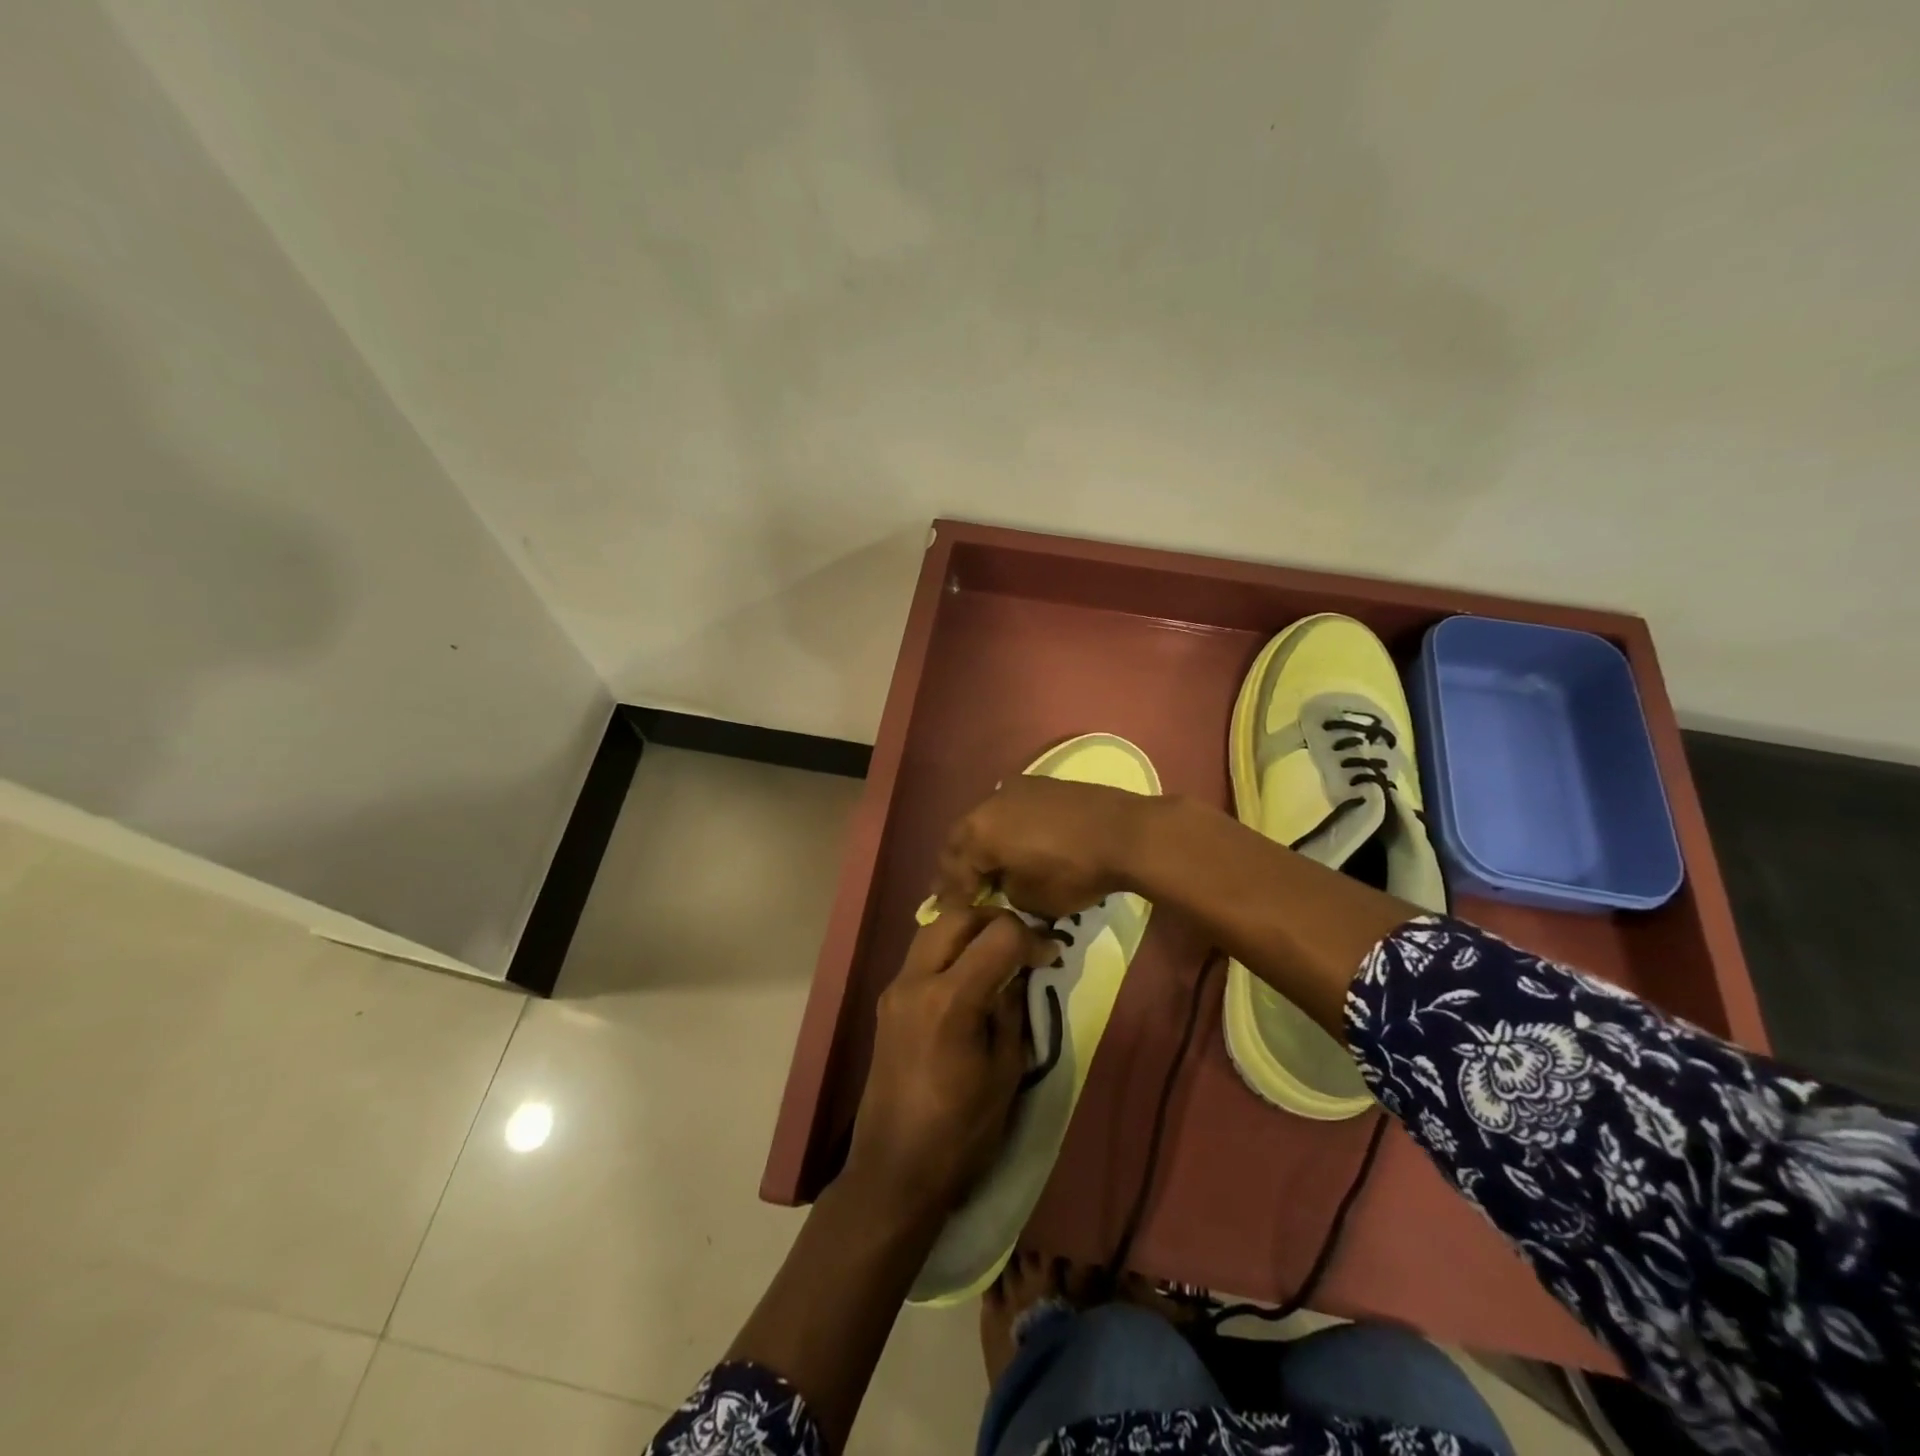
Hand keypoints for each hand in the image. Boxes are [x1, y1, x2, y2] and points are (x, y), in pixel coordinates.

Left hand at [844, 908, 1053, 1217]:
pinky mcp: (888, 1000)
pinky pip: (922, 953)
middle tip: (1023, 946)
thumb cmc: (961, 1133)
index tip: (1052, 956)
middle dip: (997, 920)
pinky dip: (950, 948)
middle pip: (959, 914)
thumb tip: (1021, 971)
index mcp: (949, 1000)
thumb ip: (1013, 1010)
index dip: (1033, 939)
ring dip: (970, 929)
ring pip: (935, 927)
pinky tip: (971, 974)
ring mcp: (896, 987)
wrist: (894, 1171)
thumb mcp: (1005, 1072)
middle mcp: (916, 980)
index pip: (999, 935)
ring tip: (998, 955)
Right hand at [934, 775, 1159, 919]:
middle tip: (960, 889)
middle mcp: (988, 804)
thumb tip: (1003, 883)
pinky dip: (1004, 829)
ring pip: (984, 820)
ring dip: (981, 843)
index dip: (952, 896)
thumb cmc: (1073, 872)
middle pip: (962, 839)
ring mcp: (1014, 789)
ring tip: (987, 866)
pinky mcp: (1039, 785)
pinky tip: (1013, 844)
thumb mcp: (1031, 899)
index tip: (950, 913)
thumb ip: (1004, 890)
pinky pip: (1008, 810)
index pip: (954, 870)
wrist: (1126, 833)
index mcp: (979, 833)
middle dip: (959, 865)